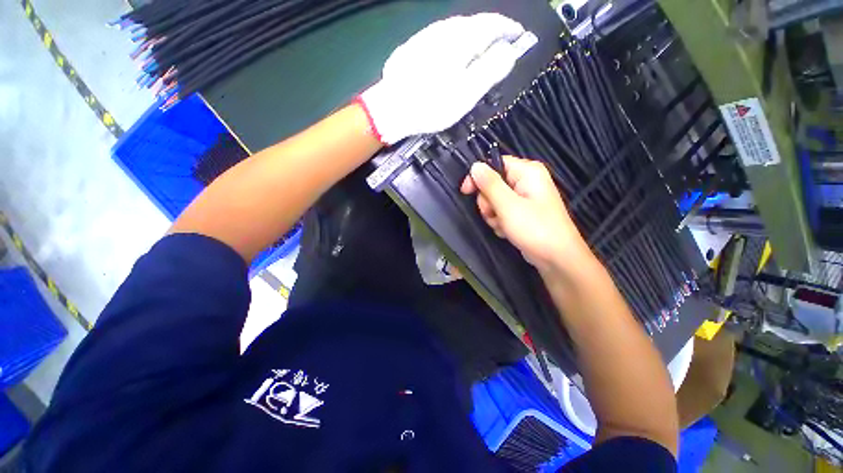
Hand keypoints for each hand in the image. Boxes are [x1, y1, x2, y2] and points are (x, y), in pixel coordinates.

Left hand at [359, 13, 536, 144]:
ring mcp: (426, 36)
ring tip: (478, 52)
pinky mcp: (412, 47)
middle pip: (474, 24)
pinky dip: (453, 44)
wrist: (391, 109)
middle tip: (499, 48)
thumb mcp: (467, 93)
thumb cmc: (432, 105)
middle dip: (490, 33)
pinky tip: (450, 58)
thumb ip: (490, 70)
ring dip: (471, 37)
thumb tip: (508, 52)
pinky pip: (440, 38)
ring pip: (456, 29)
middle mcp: (444, 30)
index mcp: (462, 39)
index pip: (493, 23)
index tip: (518, 37)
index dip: (509, 29)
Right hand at [460, 156, 592, 272]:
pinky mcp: (521, 212)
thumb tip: (475, 165)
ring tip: (504, 225)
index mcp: (527, 171)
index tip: (465, 191)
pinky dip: (500, 222)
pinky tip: (507, 231)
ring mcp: (524, 198)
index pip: (494, 164)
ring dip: (493, 215)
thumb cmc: (534, 228)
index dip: (478, 176)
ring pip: (494, 200)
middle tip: (494, 214)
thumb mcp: (508, 205)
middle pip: (492, 184)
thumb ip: (490, 184)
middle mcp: (526, 181)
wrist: (556, 258)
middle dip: (488, 202)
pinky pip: (501, 212)